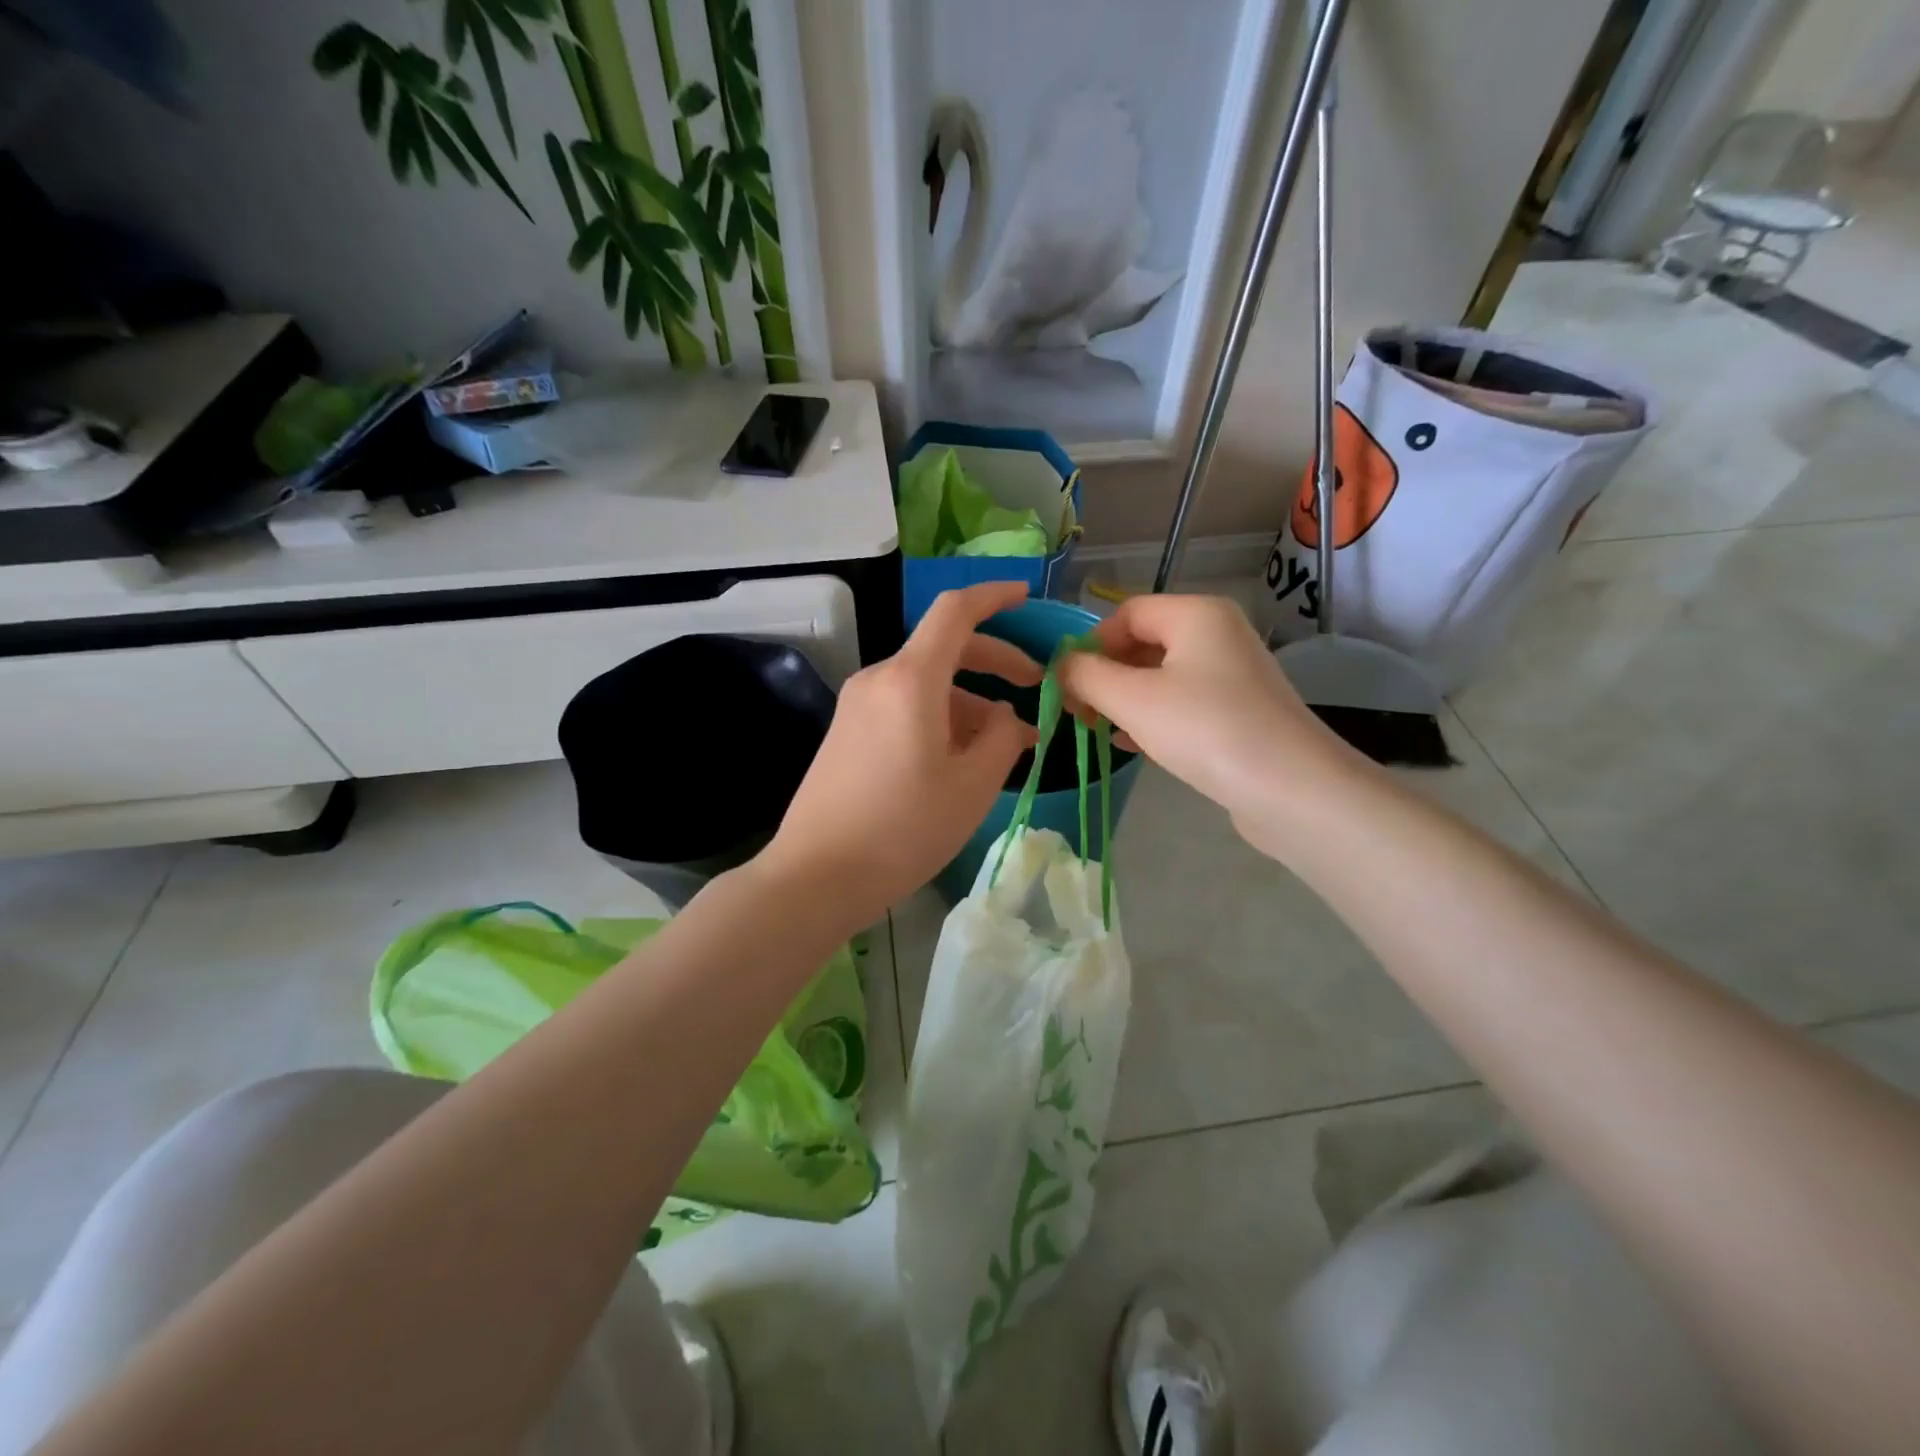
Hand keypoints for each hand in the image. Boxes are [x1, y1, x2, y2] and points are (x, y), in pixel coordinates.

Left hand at [761, 583, 1041, 925]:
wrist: (816, 875)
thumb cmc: (903, 829)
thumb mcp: (972, 786)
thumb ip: (1002, 738)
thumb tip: (1006, 717)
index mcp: (911, 680)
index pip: (955, 611)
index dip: (995, 597)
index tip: (1026, 596)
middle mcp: (879, 679)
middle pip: (944, 647)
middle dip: (995, 660)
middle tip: (1034, 686)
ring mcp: (857, 705)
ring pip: (926, 682)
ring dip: (968, 699)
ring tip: (1001, 743)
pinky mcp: (847, 731)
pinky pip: (903, 706)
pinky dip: (938, 716)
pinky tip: (958, 757)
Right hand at [1057, 594, 1363, 855]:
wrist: (1291, 789)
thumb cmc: (1205, 729)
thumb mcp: (1132, 699)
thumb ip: (1086, 676)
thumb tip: (1061, 666)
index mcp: (1195, 613)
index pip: (1126, 614)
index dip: (1090, 645)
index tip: (1068, 687)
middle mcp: (1217, 633)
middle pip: (1143, 642)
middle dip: (1105, 675)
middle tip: (1078, 713)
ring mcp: (1232, 674)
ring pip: (1161, 676)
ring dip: (1124, 699)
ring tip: (1099, 730)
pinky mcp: (1238, 711)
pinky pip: (1183, 702)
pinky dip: (1153, 717)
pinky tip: (1132, 745)